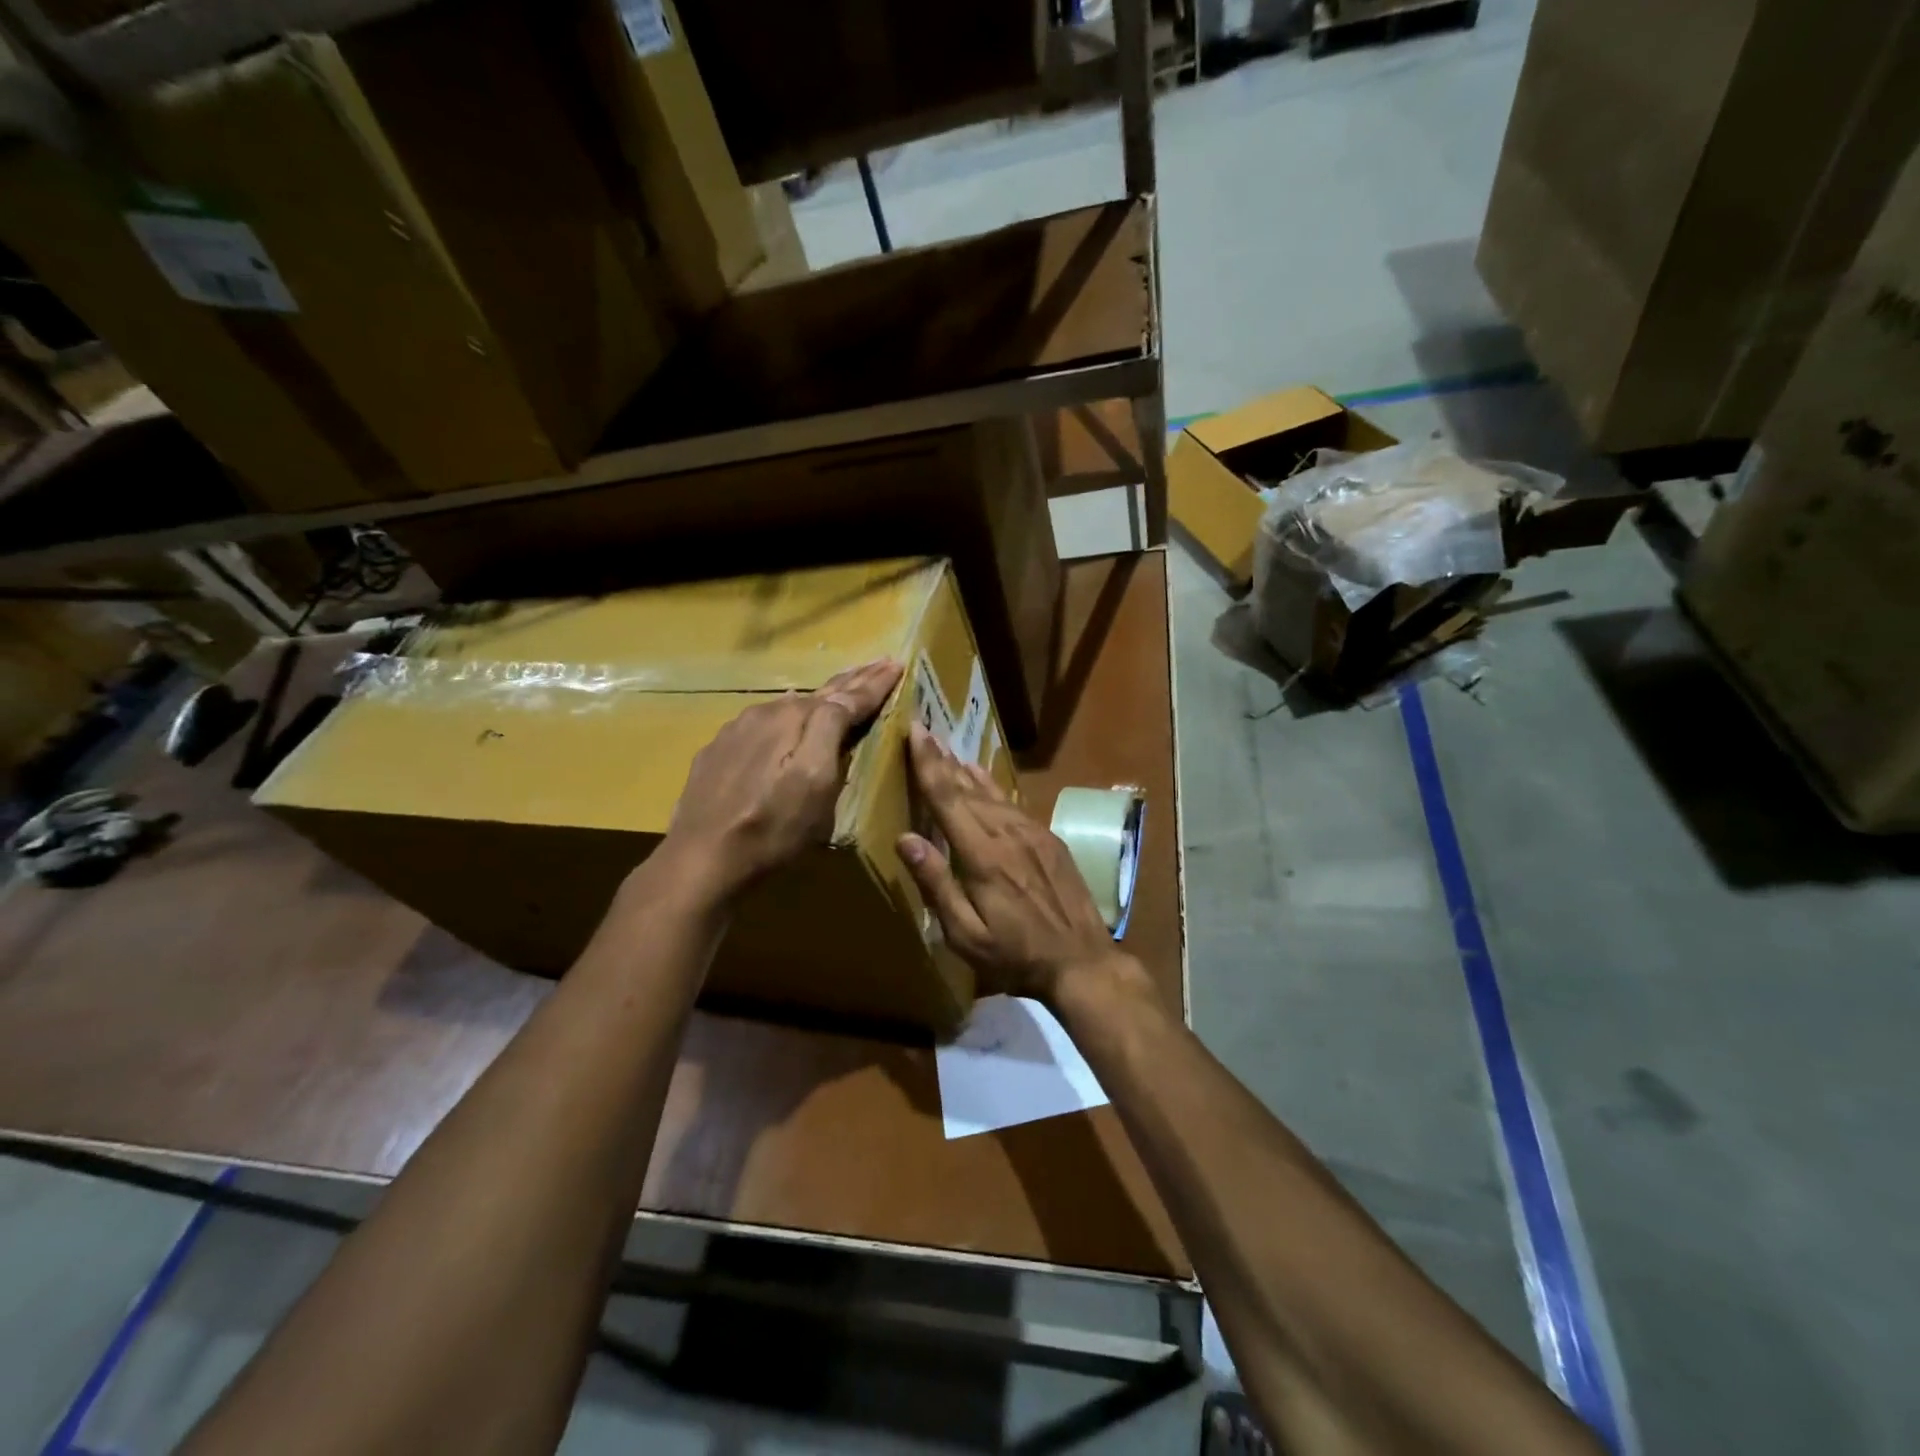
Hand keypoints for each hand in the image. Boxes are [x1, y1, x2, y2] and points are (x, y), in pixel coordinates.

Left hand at [663, 659, 902, 898]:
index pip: (846, 695)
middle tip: (878, 664)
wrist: (701, 859)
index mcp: (795, 718)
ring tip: (842, 686)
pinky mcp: (718, 752)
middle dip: (852, 680)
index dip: (875, 683)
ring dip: (820, 697)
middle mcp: (765, 713)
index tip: (897, 664)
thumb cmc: (772, 827)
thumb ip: (831, 730)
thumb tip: (846, 696)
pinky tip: (789, 719)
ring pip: (789, 707)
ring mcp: (736, 731)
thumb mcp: (815, 782)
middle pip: (818, 694)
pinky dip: (788, 718)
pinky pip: (763, 724)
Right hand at [895, 723, 1124, 1004]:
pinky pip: (1014, 805)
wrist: (1082, 963)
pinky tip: (984, 780)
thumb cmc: (1016, 956)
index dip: (928, 764)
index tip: (915, 731)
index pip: (948, 799)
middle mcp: (1008, 834)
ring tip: (948, 752)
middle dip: (943, 761)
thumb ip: (937, 884)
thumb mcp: (966, 934)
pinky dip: (993, 789)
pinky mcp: (1051, 840)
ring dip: (967, 771)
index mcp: (983, 856)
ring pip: (993, 794)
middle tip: (925, 733)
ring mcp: (1034, 834)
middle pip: (968, 789)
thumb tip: (906, 838)